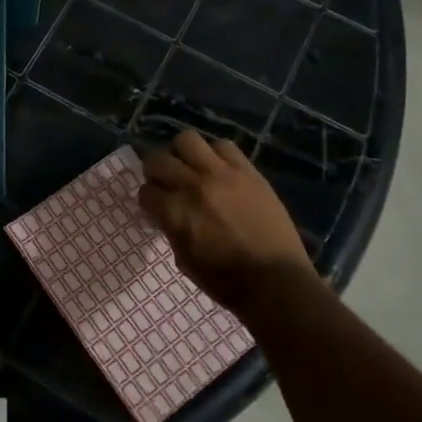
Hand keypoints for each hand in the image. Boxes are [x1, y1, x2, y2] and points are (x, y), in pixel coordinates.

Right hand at [138, 131, 317, 315]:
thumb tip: (167, 212)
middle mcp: (192, 185)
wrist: (275, 281)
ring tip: (192, 169)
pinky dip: (216, 155)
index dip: (148, 200)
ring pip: (187, 140)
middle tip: (168, 185)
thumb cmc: (225, 281)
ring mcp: (221, 174)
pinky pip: (224, 146)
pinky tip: (220, 170)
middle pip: (158, 160)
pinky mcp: (247, 171)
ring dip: (183, 155)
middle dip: (157, 174)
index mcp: (174, 212)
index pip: (145, 191)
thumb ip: (171, 229)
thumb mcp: (184, 260)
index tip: (155, 206)